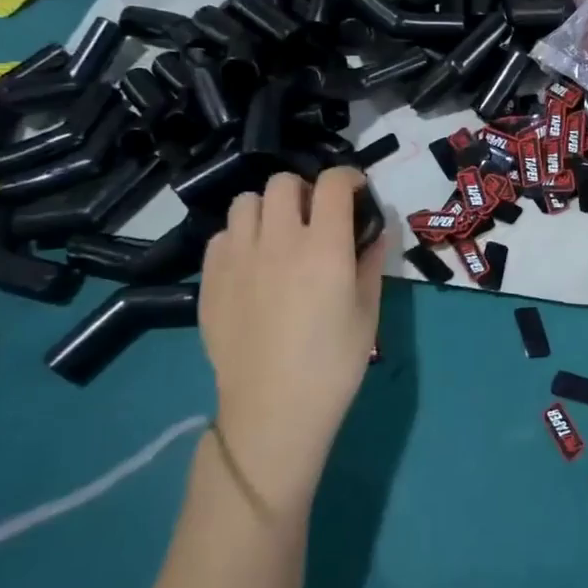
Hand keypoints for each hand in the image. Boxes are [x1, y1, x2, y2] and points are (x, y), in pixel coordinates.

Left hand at [198, 169, 382, 515]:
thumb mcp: (368, 311)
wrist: (274, 409)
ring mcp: (238, 258)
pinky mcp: (210, 280)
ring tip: (280, 233)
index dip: (350, 177)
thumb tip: (377, 232)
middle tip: (317, 215)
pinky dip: (241, 236)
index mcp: (325, 247)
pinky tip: (253, 262)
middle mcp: (278, 241)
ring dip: (269, 208)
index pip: (334, 183)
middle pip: (283, 183)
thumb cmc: (334, 362)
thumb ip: (371, 262)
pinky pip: (221, 235)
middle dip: (306, 189)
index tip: (358, 191)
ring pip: (246, 203)